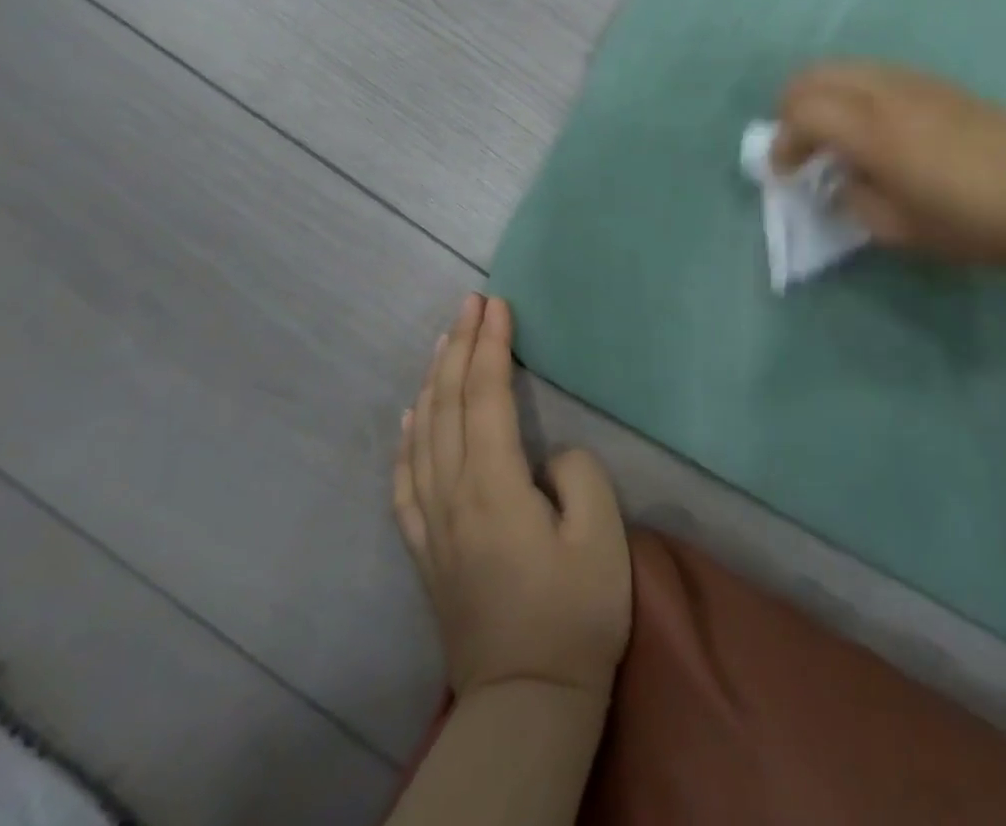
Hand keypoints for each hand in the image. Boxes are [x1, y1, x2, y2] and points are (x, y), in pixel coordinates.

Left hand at [394, 295, 631, 701]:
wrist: (527, 701)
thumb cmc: (575, 615)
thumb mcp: (600, 537)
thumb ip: (577, 474)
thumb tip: (548, 456)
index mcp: (493, 486)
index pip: (485, 396)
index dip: (490, 345)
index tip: (496, 304)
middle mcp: (452, 495)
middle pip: (447, 404)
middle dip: (459, 346)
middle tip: (470, 303)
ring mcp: (432, 524)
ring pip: (423, 433)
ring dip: (433, 380)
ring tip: (444, 340)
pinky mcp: (426, 550)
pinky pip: (405, 481)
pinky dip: (407, 439)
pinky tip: (411, 417)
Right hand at [775, 62, 1005, 268]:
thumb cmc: (971, 224)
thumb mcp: (899, 229)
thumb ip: (853, 198)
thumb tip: (837, 178)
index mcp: (874, 132)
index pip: (803, 112)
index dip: (783, 141)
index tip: (785, 172)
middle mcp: (887, 94)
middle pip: (816, 75)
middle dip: (792, 106)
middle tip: (796, 143)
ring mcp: (915, 82)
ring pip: (847, 67)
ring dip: (824, 95)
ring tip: (831, 133)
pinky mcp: (938, 83)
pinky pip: (878, 73)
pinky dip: (855, 91)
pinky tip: (872, 125)